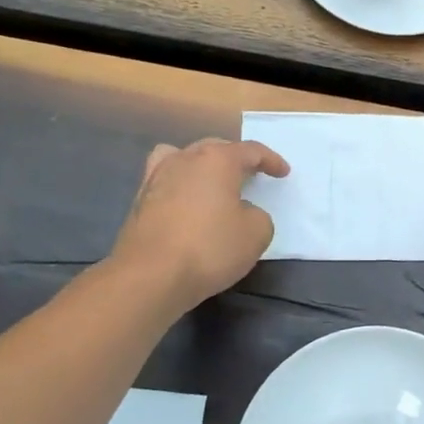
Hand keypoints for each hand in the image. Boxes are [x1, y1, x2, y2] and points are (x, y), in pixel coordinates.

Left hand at [109, 138, 289, 310]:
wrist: (150, 275)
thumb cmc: (210, 248)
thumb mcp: (257, 233)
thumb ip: (258, 215)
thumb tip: (242, 212)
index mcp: (217, 160)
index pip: (251, 151)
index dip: (271, 160)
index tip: (283, 172)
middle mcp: (185, 159)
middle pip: (215, 148)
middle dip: (235, 159)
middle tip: (250, 175)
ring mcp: (157, 178)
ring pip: (183, 158)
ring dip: (202, 166)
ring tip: (212, 182)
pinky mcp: (139, 201)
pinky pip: (166, 180)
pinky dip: (181, 185)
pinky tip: (187, 203)